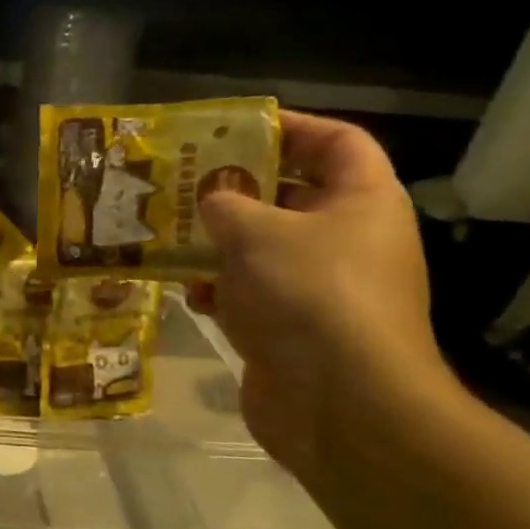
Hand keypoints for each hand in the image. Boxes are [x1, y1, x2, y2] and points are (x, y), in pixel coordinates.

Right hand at [188, 111, 452, 478]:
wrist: (339, 402)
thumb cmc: (308, 294)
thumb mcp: (256, 233)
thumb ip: (226, 203)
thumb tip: (213, 200)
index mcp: (361, 201)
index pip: (336, 142)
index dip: (290, 126)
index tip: (234, 128)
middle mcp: (348, 239)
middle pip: (290, 196)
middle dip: (235, 189)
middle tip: (184, 181)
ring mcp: (322, 288)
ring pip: (263, 249)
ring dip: (217, 243)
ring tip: (168, 234)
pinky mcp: (294, 328)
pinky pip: (252, 294)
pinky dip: (220, 290)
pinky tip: (186, 292)